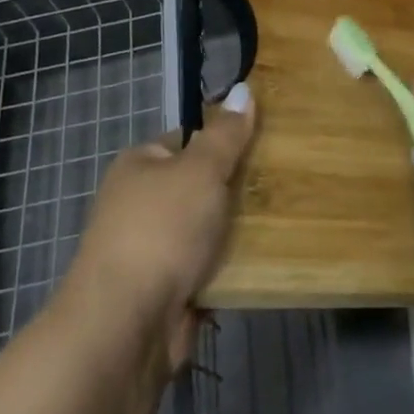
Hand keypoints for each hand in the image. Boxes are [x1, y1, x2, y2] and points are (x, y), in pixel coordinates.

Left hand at [61, 84, 256, 370]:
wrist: (126, 325)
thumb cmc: (162, 230)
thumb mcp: (201, 170)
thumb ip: (226, 134)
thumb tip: (241, 88)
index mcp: (139, 166)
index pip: (187, 139)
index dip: (224, 139)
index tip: (265, 142)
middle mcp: (140, 204)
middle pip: (200, 185)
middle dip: (235, 188)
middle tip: (282, 181)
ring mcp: (152, 249)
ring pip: (208, 228)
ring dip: (237, 230)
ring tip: (286, 216)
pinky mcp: (167, 289)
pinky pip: (209, 266)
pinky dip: (231, 265)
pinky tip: (266, 258)